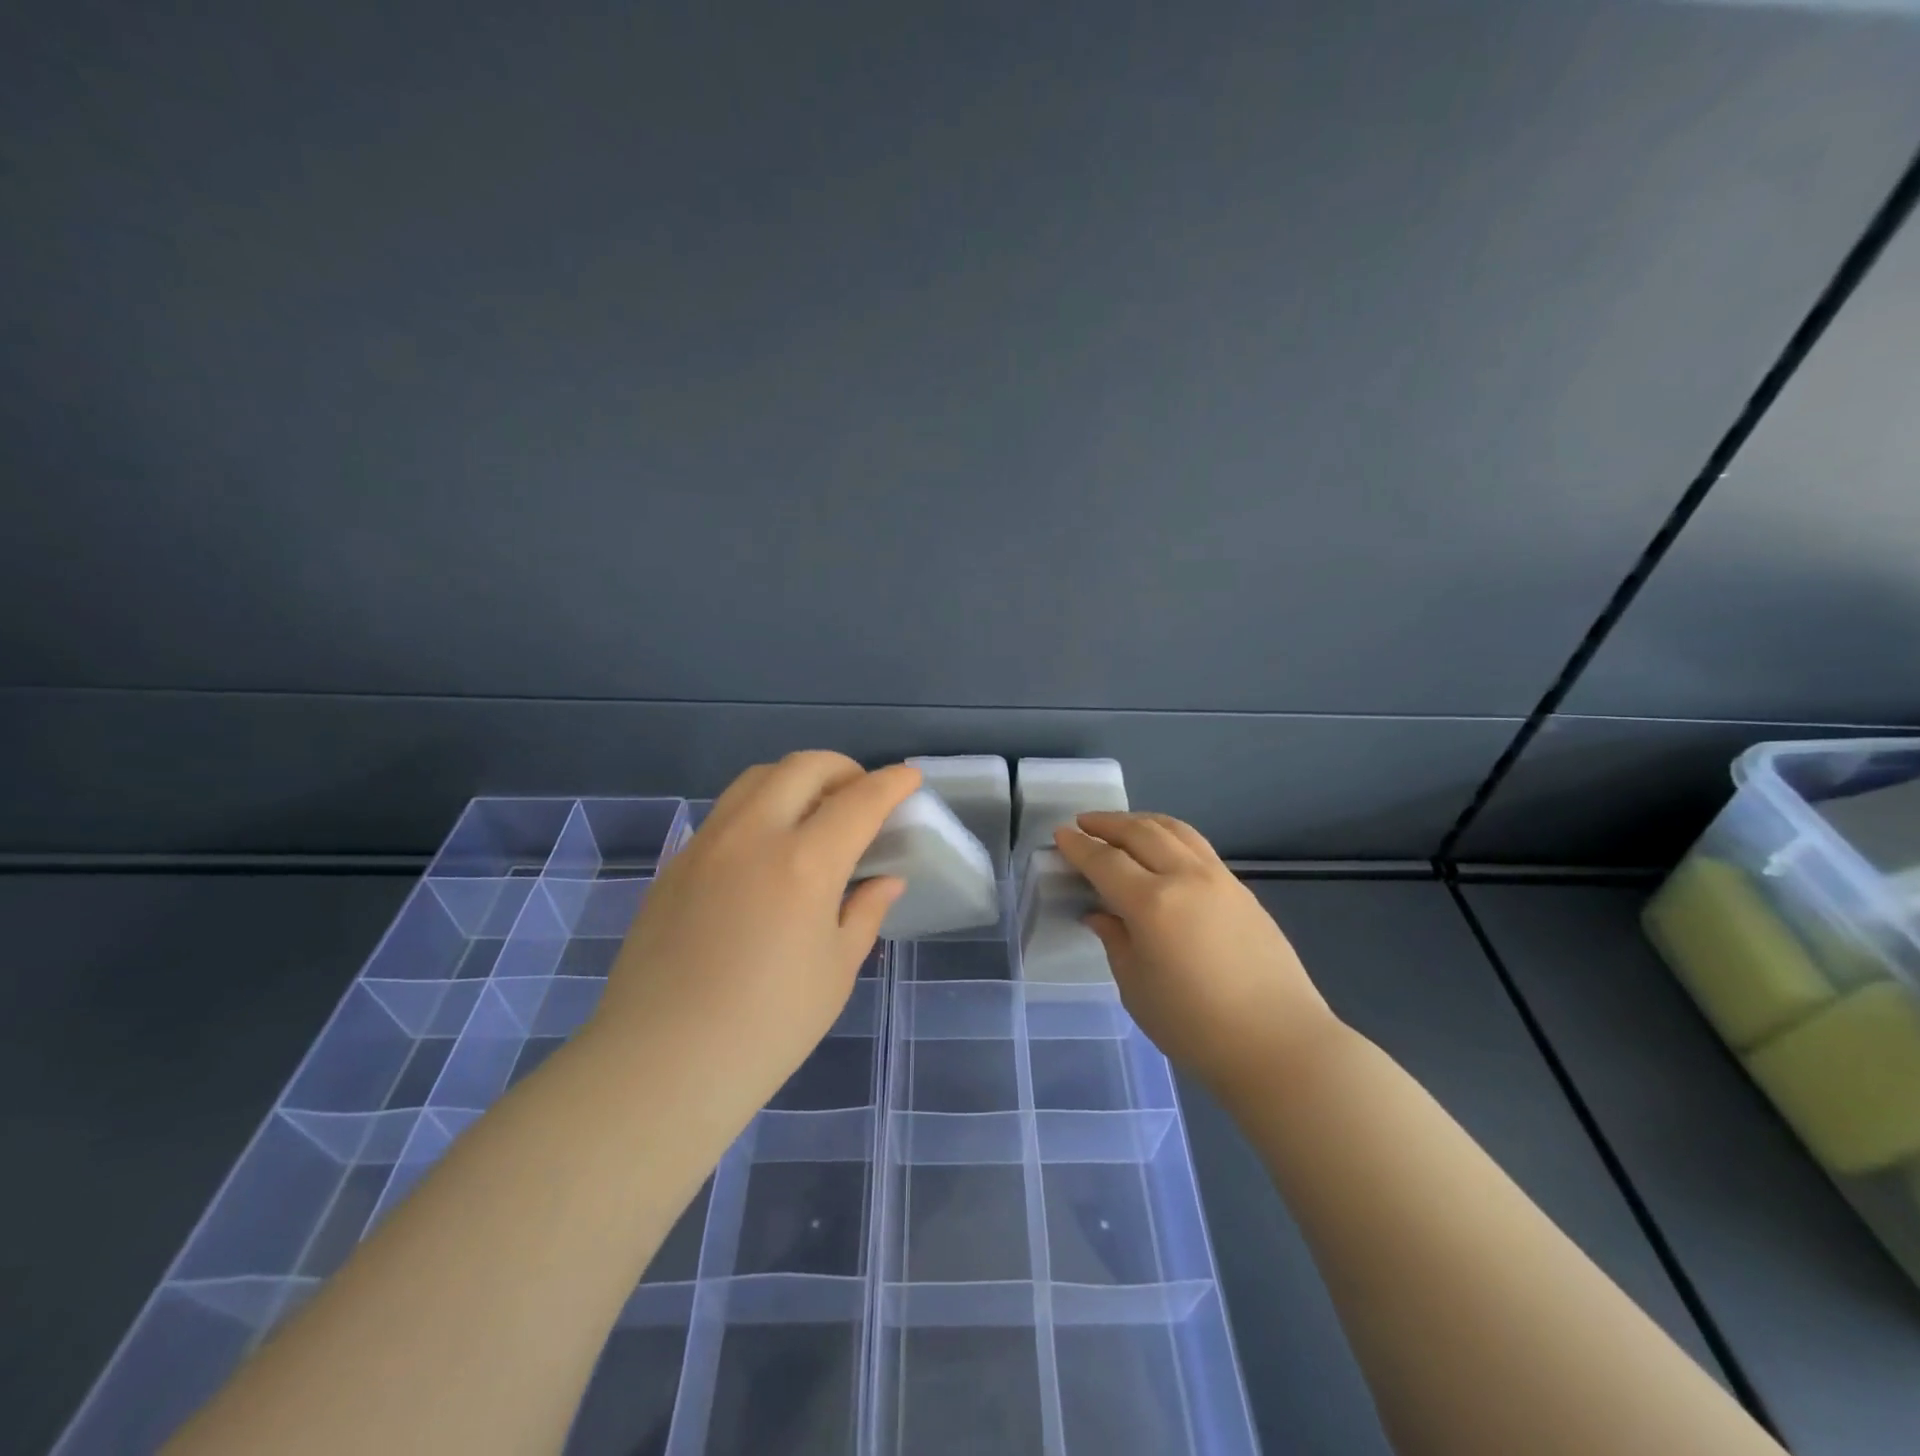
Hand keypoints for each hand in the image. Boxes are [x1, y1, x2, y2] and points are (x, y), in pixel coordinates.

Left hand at [586, 752, 919, 1114]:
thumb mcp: (836, 971)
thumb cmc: (767, 1027)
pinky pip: (726, 812)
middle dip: (843, 767)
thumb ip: (865, 912)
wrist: (661, 1065)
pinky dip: (760, 808)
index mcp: (804, 863)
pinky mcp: (676, 863)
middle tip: (861, 794)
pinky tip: (768, 851)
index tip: (910, 778)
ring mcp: (707, 844)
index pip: (860, 800)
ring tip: (815, 813)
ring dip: (796, 779)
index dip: (892, 783)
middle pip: (803, 766)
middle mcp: (753, 835)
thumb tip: (886, 880)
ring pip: (757, 779)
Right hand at [1055, 811, 1339, 1093]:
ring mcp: (1219, 879)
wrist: (1279, 1043)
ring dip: (1142, 822)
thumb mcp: (1137, 987)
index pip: (1105, 861)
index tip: (1060, 835)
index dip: (1078, 846)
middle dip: (1107, 824)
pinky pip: (1198, 847)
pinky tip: (1163, 851)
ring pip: (1175, 830)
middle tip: (1084, 823)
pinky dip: (1170, 836)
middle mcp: (1185, 878)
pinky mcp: (1242, 890)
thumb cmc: (1195, 1026)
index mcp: (1152, 904)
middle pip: (1141, 832)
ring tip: (1122, 826)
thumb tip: (1101, 913)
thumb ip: (1115, 940)